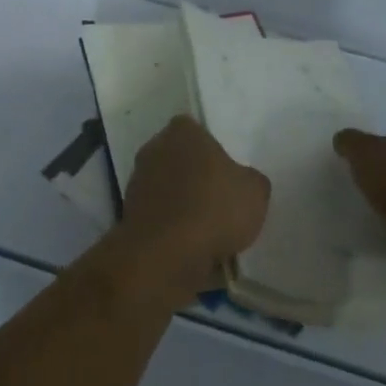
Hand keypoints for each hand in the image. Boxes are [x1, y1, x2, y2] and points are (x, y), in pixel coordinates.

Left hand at [116, 116, 269, 305]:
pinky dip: (171, 227)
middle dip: (195, 177)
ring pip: (168, 188)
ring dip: (182, 204)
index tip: (226, 174)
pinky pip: (159, 216)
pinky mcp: (130, 214)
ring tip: (208, 231)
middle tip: (220, 201)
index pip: (196, 131)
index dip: (212, 151)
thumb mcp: (255, 192)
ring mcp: (138, 181)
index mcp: (182, 132)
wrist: (166, 254)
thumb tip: (243, 182)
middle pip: (179, 158)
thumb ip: (250, 179)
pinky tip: (190, 247)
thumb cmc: (214, 208)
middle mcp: (154, 148)